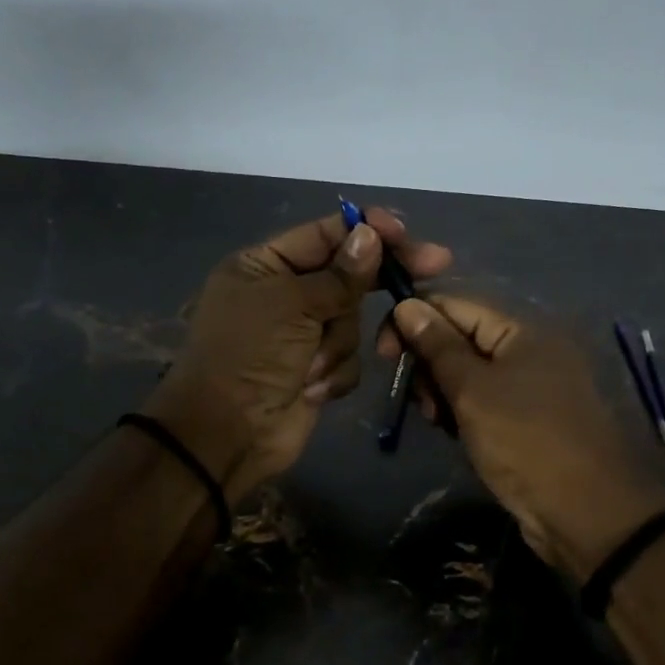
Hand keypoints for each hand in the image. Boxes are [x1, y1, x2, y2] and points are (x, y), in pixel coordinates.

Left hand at [147, 209, 451, 499]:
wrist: (228, 434)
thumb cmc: (250, 356)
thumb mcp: (292, 304)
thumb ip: (339, 273)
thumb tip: (371, 234)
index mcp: (264, 265)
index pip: (324, 235)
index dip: (366, 230)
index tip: (405, 233)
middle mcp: (284, 294)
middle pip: (347, 275)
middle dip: (375, 280)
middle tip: (436, 263)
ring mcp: (302, 334)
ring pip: (352, 320)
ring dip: (336, 344)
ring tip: (309, 367)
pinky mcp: (316, 369)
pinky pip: (349, 357)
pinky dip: (333, 373)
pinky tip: (310, 389)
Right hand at [382, 297, 664, 580]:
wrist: (588, 514)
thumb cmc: (526, 442)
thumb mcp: (473, 391)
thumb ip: (438, 346)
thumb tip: (406, 305)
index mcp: (523, 329)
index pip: (456, 305)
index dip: (415, 321)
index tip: (384, 352)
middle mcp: (531, 349)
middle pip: (463, 338)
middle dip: (430, 363)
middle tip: (420, 400)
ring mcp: (534, 385)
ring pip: (471, 373)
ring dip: (444, 392)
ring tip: (437, 421)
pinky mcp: (531, 418)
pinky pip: (486, 401)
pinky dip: (465, 411)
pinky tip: (454, 432)